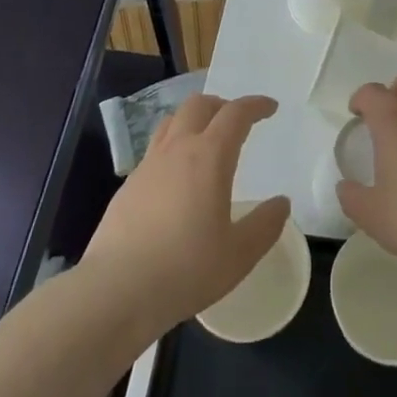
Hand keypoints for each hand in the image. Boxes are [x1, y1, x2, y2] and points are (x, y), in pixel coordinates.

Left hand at [82, 93, 289, 335]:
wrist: (115, 291)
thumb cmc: (185, 270)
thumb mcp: (239, 254)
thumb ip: (265, 225)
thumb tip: (281, 203)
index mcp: (209, 157)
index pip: (235, 114)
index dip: (255, 105)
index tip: (270, 107)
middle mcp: (177, 150)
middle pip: (199, 105)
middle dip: (222, 105)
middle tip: (237, 121)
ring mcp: (148, 165)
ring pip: (172, 122)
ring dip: (194, 120)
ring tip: (206, 140)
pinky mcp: (128, 186)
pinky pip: (155, 150)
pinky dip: (173, 148)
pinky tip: (177, 178)